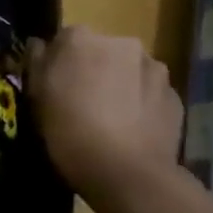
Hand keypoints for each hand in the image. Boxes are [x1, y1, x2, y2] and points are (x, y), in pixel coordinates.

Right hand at [25, 27, 181, 198]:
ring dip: (120, 84)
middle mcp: (121, 43)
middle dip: (93, 69)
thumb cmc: (69, 131)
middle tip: (82, 101)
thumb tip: (39, 45)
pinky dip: (141, 103)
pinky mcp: (175, 96)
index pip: (65, 39)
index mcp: (80, 38)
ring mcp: (154, 68)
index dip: (58, 62)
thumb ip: (36, 62)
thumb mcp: (36, 97)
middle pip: (101, 51)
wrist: (127, 173)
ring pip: (129, 70)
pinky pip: (150, 93)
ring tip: (111, 118)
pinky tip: (131, 129)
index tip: (55, 85)